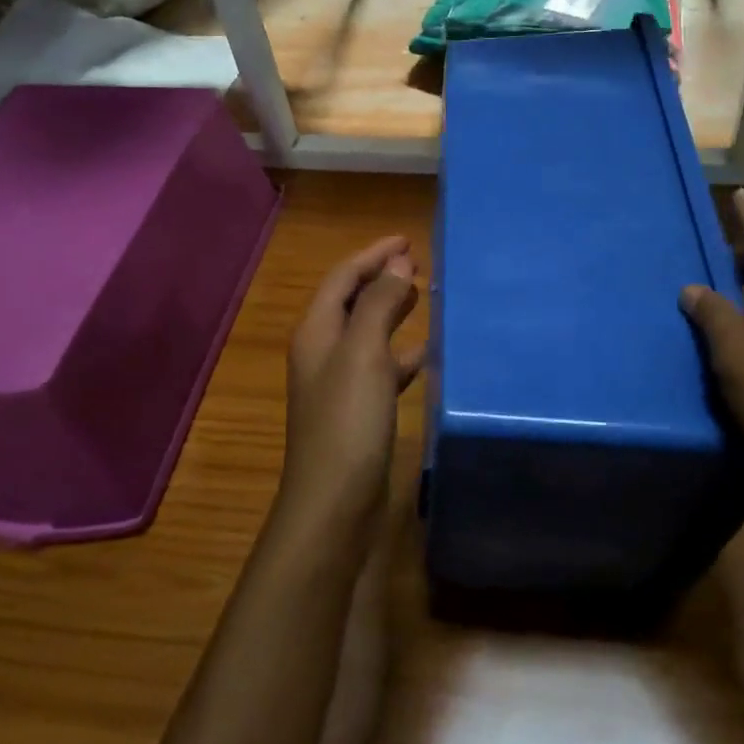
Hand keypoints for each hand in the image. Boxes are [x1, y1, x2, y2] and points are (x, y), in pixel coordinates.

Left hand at [282, 236, 423, 538]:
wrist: (335, 503)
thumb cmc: (348, 420)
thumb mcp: (365, 353)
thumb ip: (380, 304)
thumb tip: (398, 262)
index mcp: (317, 332)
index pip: (343, 278)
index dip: (373, 255)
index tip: (408, 240)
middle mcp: (323, 353)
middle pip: (352, 302)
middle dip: (381, 279)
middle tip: (419, 265)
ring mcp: (339, 384)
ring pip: (368, 334)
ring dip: (392, 312)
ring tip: (425, 297)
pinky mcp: (358, 411)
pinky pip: (381, 368)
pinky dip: (401, 353)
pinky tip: (426, 354)